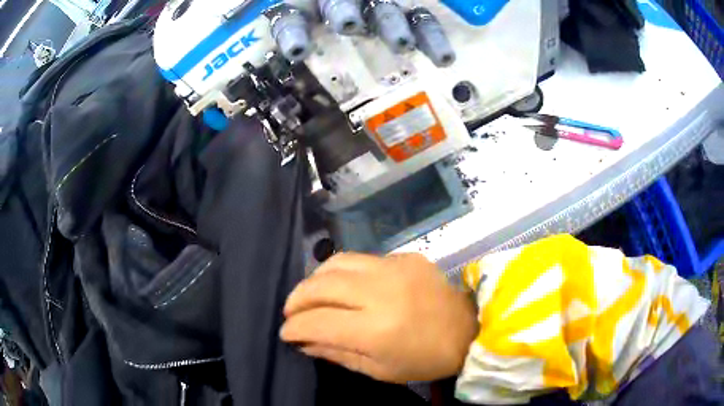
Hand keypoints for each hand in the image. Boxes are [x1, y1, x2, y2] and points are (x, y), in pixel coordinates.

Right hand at [280, 252, 477, 383]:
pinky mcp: (406, 256)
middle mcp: (382, 291)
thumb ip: (337, 354)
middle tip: (291, 311)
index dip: (295, 327)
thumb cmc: (424, 360)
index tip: (286, 333)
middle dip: (297, 298)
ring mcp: (395, 267)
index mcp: (377, 329)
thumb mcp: (379, 370)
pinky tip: (343, 286)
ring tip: (309, 295)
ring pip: (337, 262)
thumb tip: (304, 341)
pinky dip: (342, 272)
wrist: (467, 330)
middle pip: (322, 285)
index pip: (319, 321)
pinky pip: (362, 258)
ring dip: (315, 279)